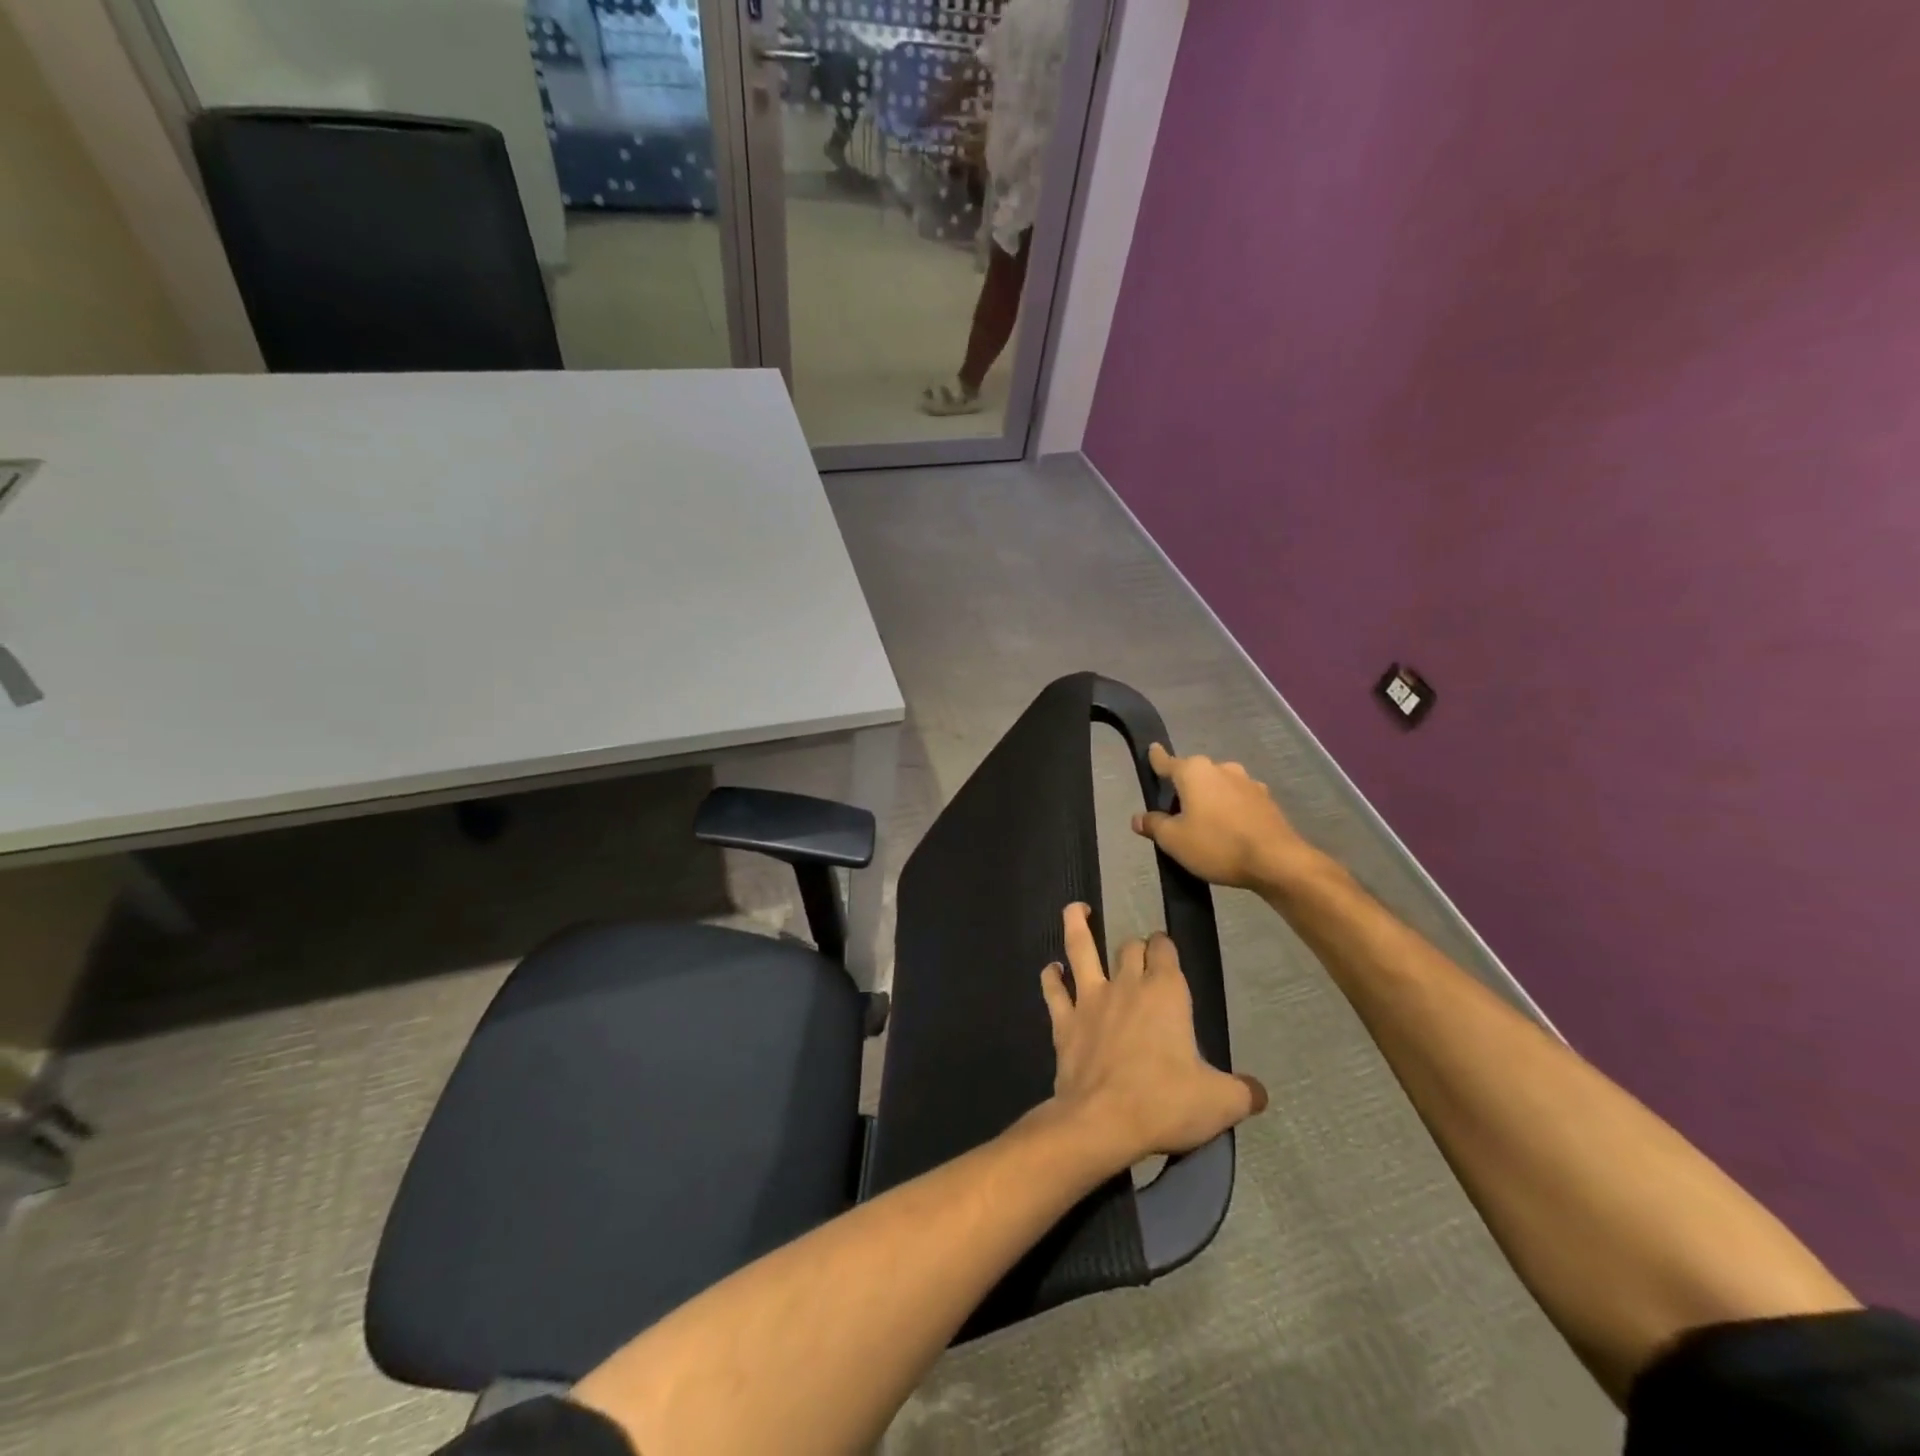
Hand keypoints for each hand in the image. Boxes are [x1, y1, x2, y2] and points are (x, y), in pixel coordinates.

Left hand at [1040, 903, 1265, 1167]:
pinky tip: (1051, 970)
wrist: (1103, 1122)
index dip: (1166, 947)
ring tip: (1075, 908)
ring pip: (1081, 948)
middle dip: (1136, 947)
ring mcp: (1090, 999)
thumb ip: (1243, 1092)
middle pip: (1130, 948)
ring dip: (1077, 925)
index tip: (1167, 951)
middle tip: (1140, 954)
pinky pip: (1054, 990)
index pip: (1165, 950)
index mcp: (1166, 993)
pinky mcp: (1064, 1021)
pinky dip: (1051, 977)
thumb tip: (1260, 1094)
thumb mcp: (1221, 1103)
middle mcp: (1126, 985)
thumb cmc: (1165, 1104)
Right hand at [1131, 744, 1318, 892]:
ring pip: (1217, 787)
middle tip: (1175, 816)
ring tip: (1204, 827)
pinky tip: (1229, 831)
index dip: (1156, 759)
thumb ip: (1154, 825)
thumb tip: (1139, 818)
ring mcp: (1247, 782)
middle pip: (1193, 776)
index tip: (1151, 750)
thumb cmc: (1217, 844)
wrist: (1277, 861)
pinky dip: (1229, 810)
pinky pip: (1237, 800)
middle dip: (1183, 790)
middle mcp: (1221, 768)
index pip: (1166, 761)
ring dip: (1208, 800)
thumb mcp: (1173, 840)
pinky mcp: (1266, 800)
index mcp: (1194, 771)